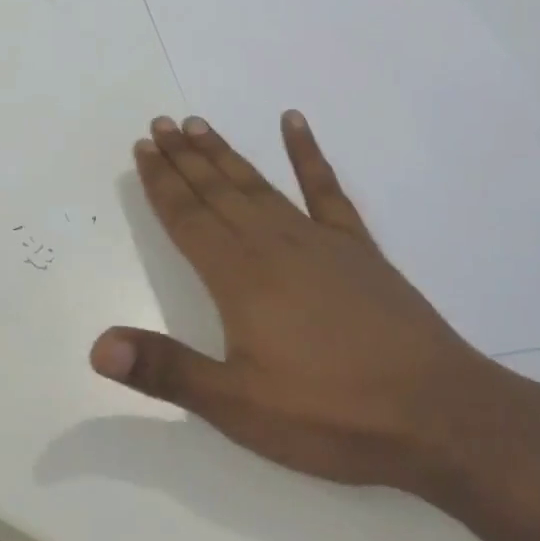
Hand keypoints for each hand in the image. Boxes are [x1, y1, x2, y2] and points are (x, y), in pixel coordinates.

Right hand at [90, 112, 528, 495]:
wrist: (442, 417)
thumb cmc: (332, 415)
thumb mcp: (238, 406)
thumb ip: (166, 370)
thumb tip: (98, 347)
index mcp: (239, 277)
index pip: (187, 217)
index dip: (160, 182)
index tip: (142, 149)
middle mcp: (272, 245)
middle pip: (217, 191)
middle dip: (183, 158)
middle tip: (159, 124)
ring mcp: (319, 241)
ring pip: (258, 184)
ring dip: (224, 153)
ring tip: (198, 124)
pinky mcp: (358, 249)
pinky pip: (326, 190)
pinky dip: (307, 153)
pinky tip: (293, 123)